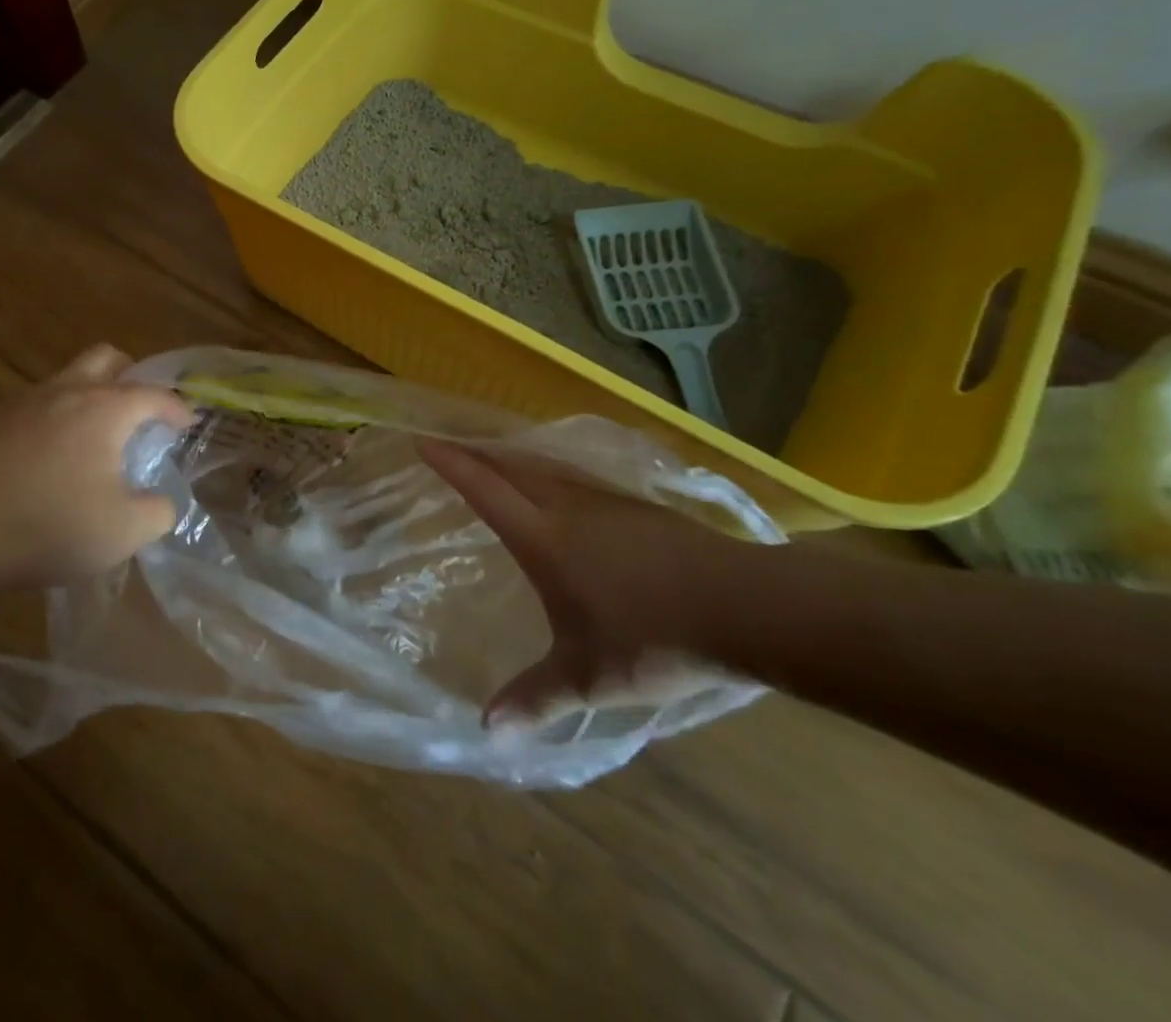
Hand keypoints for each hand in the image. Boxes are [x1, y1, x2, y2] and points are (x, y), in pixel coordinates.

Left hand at [0, 345, 193, 608]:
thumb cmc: (47, 526)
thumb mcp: (123, 532)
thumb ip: (157, 512)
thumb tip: (162, 501)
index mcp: (105, 409)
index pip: (154, 394)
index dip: (177, 407)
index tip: (188, 422)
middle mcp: (64, 391)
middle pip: (106, 358)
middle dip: (130, 377)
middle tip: (138, 412)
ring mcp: (20, 402)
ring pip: (63, 379)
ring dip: (86, 397)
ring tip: (89, 441)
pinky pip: (28, 407)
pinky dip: (46, 421)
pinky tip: (39, 460)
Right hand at [418, 439, 749, 726]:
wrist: (748, 608)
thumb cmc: (655, 638)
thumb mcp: (589, 677)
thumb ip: (537, 698)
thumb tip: (487, 731)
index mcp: (543, 538)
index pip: (484, 488)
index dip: (451, 463)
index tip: (422, 439)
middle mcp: (567, 506)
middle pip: (511, 464)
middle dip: (476, 450)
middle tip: (450, 442)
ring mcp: (606, 501)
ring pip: (546, 465)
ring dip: (514, 456)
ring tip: (496, 457)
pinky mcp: (639, 505)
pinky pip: (577, 476)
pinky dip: (551, 470)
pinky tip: (562, 486)